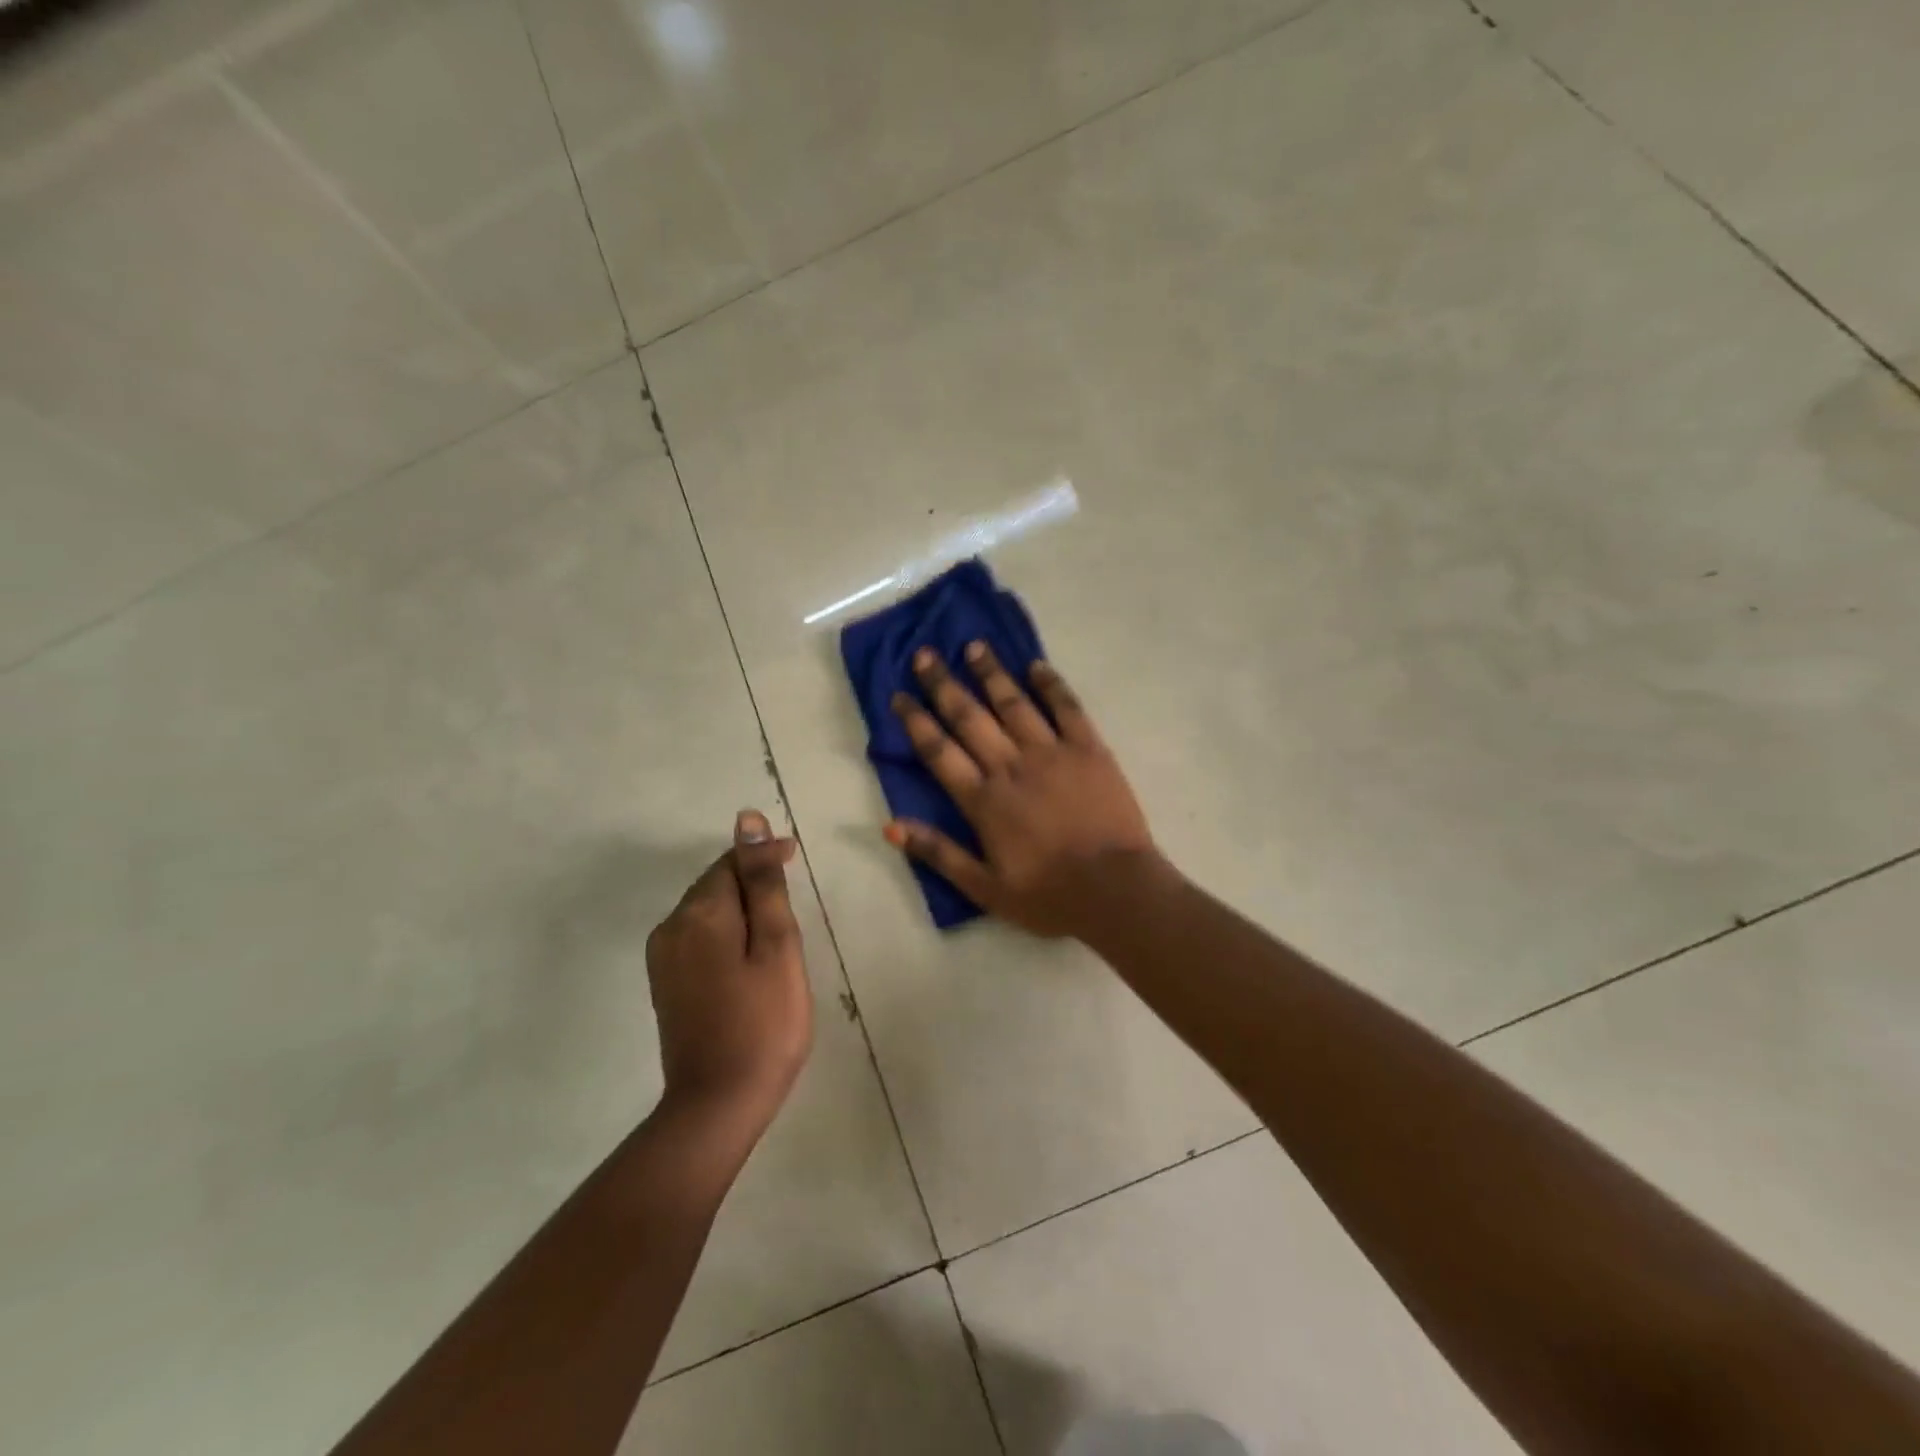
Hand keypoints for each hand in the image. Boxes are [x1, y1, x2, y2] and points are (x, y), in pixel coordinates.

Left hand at [646, 810, 812, 1124]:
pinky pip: (698, 938)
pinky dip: (727, 936)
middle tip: (793, 909)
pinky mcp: (665, 984)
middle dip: (754, 884)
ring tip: (776, 936)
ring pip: (707, 912)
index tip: (797, 860)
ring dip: (742, 911)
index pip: (732, 861)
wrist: (718, 1104)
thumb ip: (763, 882)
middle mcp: (671, 927)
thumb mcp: (777, 945)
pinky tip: (748, 960)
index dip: (765, 857)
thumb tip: (747, 821)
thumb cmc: (764, 1022)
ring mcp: (663, 958)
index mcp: (700, 913)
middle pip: (716, 884)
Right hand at [885, 643, 1160, 937]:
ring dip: (991, 673)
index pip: (939, 751)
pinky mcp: (1090, 749)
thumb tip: (890, 825)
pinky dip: (1050, 684)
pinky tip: (1035, 665)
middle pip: (970, 717)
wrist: (1116, 891)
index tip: (899, 695)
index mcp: (984, 800)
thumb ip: (938, 853)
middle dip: (944, 684)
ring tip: (974, 646)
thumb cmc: (1048, 895)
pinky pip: (1067, 708)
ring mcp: (1052, 753)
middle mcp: (1011, 766)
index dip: (916, 721)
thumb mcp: (984, 888)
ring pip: (1014, 704)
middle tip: (926, 655)